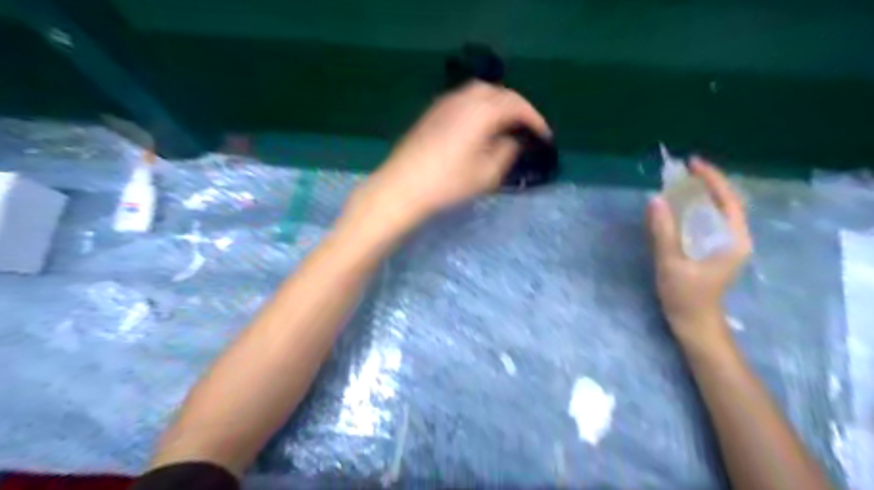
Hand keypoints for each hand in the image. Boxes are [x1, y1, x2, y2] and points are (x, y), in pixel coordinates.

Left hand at [344, 80, 547, 236]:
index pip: (517, 105)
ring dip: (497, 104)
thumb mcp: (487, 173)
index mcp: (482, 110)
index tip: (545, 137)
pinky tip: (479, 126)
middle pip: (499, 92)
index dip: (535, 120)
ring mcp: (445, 103)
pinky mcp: (432, 112)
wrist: (402, 186)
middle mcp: (464, 98)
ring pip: (480, 93)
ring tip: (505, 125)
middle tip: (526, 127)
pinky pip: (464, 100)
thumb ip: (506, 152)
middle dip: (517, 107)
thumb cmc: (448, 183)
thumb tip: (512, 140)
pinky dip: (479, 107)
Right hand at [645, 158, 753, 347]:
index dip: (712, 179)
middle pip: (723, 203)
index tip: (692, 164)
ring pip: (714, 212)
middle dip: (704, 184)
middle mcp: (734, 238)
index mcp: (734, 240)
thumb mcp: (671, 263)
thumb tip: (655, 200)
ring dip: (697, 197)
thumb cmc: (686, 296)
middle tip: (681, 172)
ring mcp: (723, 245)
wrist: (694, 323)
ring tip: (677, 185)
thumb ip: (663, 231)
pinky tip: (675, 209)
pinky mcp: (711, 251)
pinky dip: (691, 211)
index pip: (728, 200)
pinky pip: (704, 223)